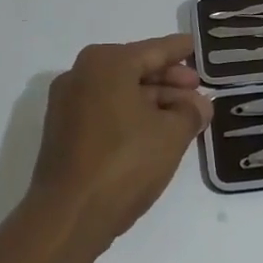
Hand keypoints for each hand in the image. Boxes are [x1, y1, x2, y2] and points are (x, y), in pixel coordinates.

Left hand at [31, 33, 212, 250]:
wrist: (68, 215)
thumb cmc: (125, 162)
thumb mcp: (172, 134)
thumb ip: (191, 111)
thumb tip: (199, 104)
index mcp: (107, 63)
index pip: (154, 50)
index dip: (181, 50)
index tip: (198, 47)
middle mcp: (81, 74)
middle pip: (135, 69)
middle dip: (168, 80)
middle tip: (198, 90)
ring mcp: (67, 103)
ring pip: (119, 91)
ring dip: (152, 101)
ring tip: (183, 115)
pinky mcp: (63, 131)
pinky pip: (104, 110)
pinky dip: (130, 115)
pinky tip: (155, 132)